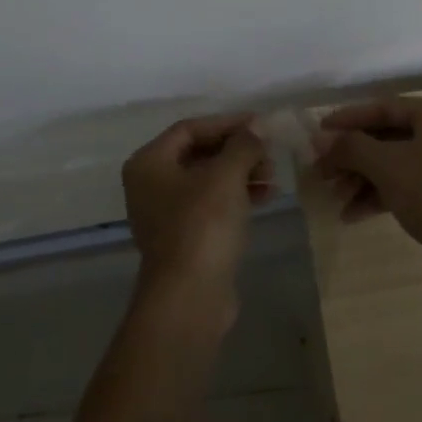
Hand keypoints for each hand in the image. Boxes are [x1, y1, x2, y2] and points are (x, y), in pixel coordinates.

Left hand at [123, 113, 270, 306]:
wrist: (190, 298)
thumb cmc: (202, 225)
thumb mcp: (226, 175)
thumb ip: (243, 145)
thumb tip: (256, 128)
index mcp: (149, 163)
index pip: (190, 128)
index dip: (227, 123)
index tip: (260, 124)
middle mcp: (151, 184)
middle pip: (199, 153)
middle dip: (237, 151)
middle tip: (269, 154)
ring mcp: (166, 213)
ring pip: (209, 180)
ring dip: (241, 173)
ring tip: (273, 177)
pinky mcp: (184, 238)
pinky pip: (212, 205)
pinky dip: (237, 196)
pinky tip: (266, 196)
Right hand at [315, 97, 421, 295]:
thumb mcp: (388, 166)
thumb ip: (351, 147)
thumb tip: (319, 138)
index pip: (382, 108)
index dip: (347, 119)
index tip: (316, 133)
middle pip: (385, 137)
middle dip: (351, 155)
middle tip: (320, 172)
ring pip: (392, 164)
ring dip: (361, 178)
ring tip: (333, 197)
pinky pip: (403, 187)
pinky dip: (378, 196)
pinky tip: (352, 215)